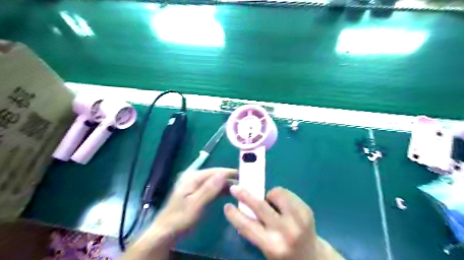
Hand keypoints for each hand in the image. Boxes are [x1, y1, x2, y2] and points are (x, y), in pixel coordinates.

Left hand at [154, 168, 236, 235]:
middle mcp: (194, 177)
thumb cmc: (181, 218)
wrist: (167, 231)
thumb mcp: (196, 204)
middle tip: (245, 183)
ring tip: (240, 189)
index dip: (230, 173)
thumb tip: (223, 174)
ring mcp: (195, 184)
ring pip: (215, 181)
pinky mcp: (197, 191)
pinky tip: (229, 193)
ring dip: (226, 185)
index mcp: (193, 177)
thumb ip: (209, 189)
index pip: (216, 171)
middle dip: (230, 179)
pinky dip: (220, 190)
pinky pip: (211, 188)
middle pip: (216, 175)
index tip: (244, 175)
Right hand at [225, 186, 343, 259]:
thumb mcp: (266, 247)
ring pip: (276, 194)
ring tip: (272, 203)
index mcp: (272, 245)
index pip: (248, 227)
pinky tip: (283, 205)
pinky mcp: (307, 210)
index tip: (226, 206)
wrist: (311, 257)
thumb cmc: (283, 253)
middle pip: (260, 206)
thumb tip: (241, 212)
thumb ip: (254, 231)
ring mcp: (298, 220)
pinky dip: (281, 195)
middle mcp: (285, 232)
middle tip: (235, 188)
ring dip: (269, 195)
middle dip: (245, 195)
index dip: (235, 215)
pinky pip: (287, 193)